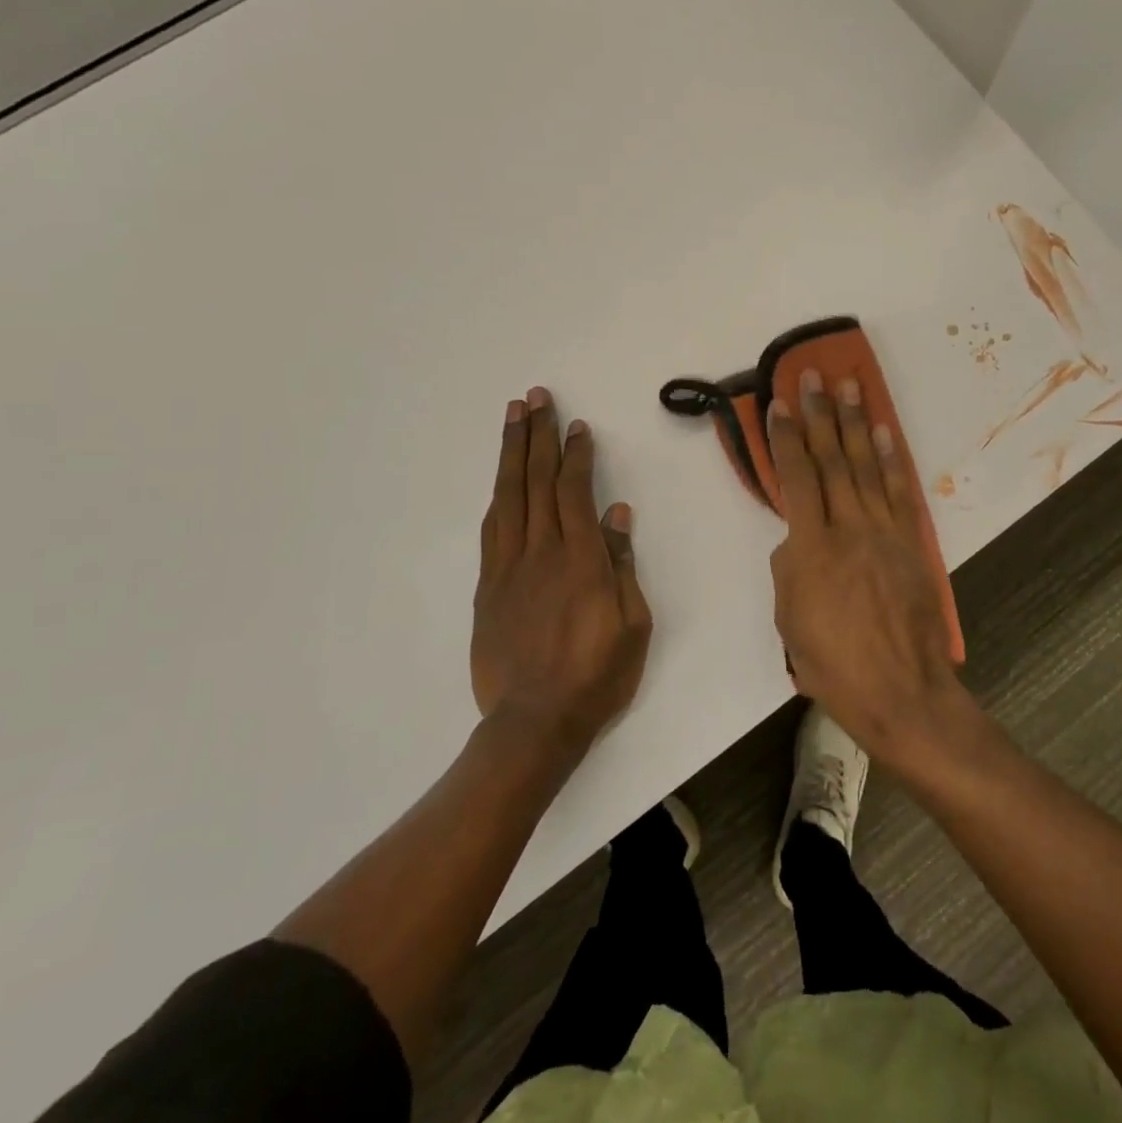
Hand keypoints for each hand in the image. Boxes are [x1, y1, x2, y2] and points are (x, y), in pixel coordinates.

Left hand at [472, 387, 652, 751]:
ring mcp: (509, 568)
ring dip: (511, 454)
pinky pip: (492, 529)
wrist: (534, 723)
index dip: (575, 455)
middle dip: (538, 436)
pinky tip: (502, 480)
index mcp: (580, 560)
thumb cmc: (597, 675)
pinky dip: (498, 496)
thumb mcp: (632, 623)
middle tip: (535, 398)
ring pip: (508, 497)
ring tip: (513, 419)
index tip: (577, 426)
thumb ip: (621, 564)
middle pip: (537, 481)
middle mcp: (541, 552)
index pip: (575, 491)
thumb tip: (617, 514)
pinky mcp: (489, 587)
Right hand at [767, 369, 973, 766]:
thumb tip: (796, 542)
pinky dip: (889, 458)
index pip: (796, 478)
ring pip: (865, 466)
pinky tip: (882, 433)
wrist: (902, 691)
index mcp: (811, 548)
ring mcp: (884, 532)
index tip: (779, 404)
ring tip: (849, 386)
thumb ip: (788, 572)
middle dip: (819, 415)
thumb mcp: (790, 622)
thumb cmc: (834, 665)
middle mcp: (848, 528)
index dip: (786, 438)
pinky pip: (897, 491)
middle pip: (831, 460)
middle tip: (812, 376)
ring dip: (855, 423)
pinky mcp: (910, 542)